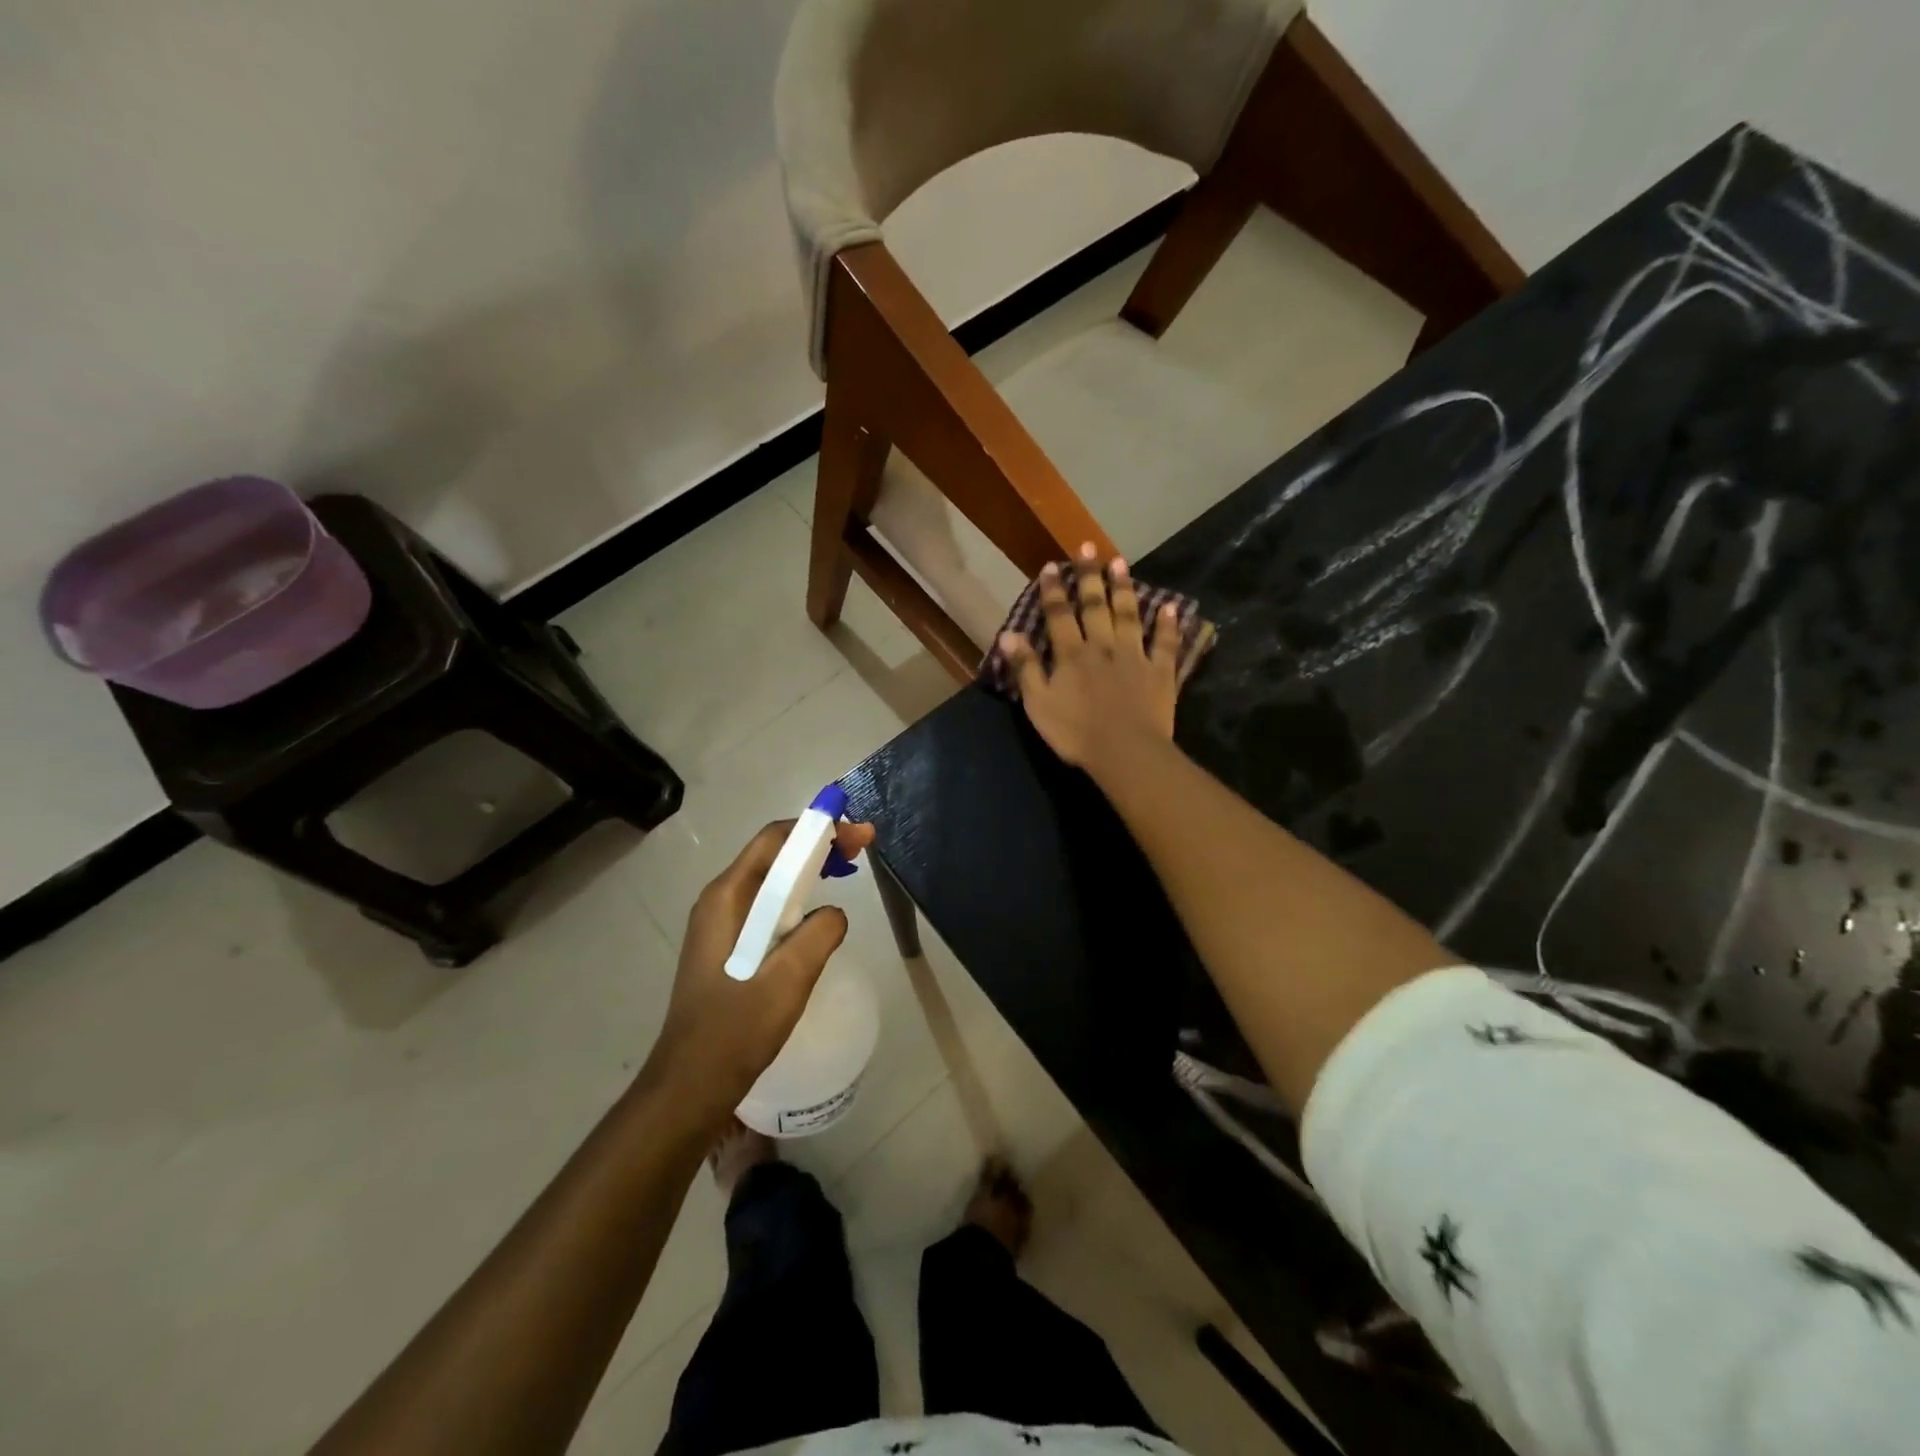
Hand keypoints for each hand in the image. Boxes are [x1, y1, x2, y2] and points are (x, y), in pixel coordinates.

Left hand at [640, 818, 875, 1129]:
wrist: (691, 1084)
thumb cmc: (736, 1030)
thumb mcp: (788, 979)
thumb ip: (819, 934)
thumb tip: (835, 913)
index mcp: (727, 898)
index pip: (775, 840)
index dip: (819, 828)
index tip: (860, 835)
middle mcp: (719, 901)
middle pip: (773, 854)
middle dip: (818, 844)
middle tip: (861, 851)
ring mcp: (719, 924)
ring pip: (770, 880)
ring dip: (809, 869)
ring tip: (846, 872)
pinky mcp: (726, 946)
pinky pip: (766, 905)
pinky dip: (797, 896)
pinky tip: (816, 914)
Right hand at [1000, 545, 1181, 770]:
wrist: (1125, 752)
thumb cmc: (1075, 732)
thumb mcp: (1038, 704)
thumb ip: (1025, 668)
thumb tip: (1008, 634)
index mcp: (1071, 654)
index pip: (1059, 615)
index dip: (1054, 590)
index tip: (1051, 566)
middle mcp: (1103, 646)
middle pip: (1096, 605)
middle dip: (1090, 576)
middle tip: (1088, 547)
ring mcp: (1134, 656)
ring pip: (1128, 615)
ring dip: (1124, 588)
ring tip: (1121, 562)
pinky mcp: (1160, 672)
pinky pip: (1164, 644)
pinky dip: (1168, 625)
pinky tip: (1170, 607)